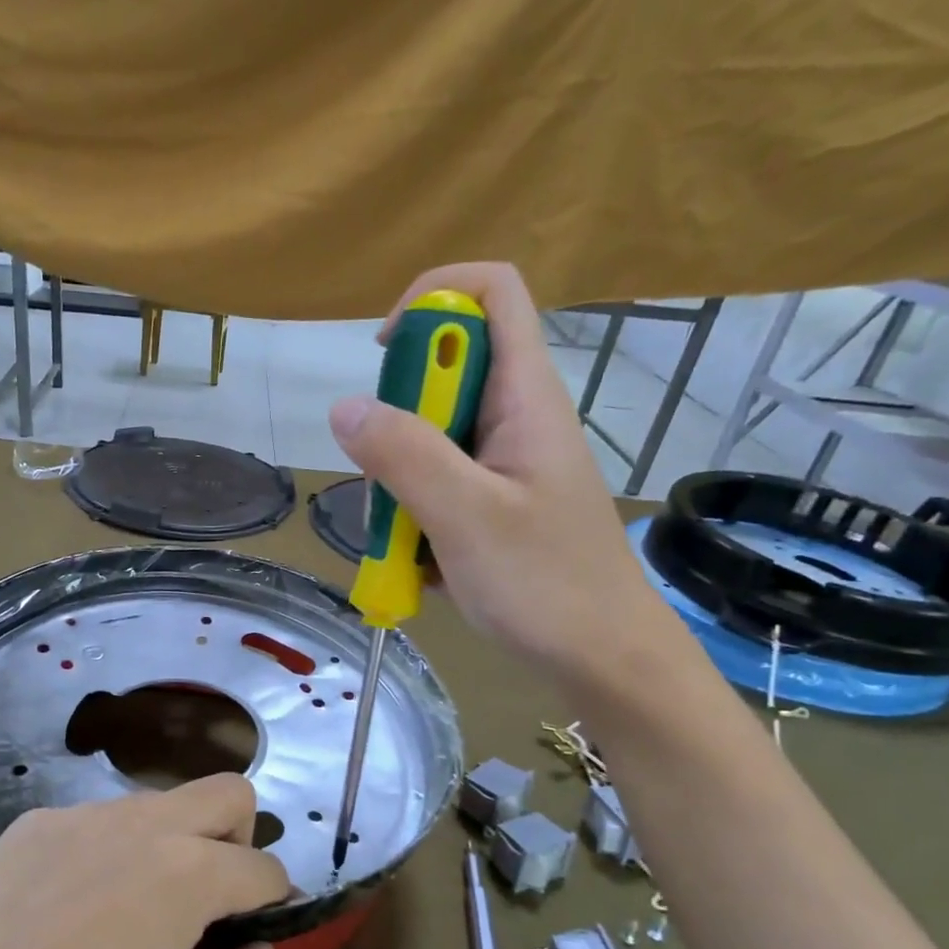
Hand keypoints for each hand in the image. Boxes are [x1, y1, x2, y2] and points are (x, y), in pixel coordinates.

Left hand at [0, 774, 289, 948]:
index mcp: (190, 873)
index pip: (265, 868)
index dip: (271, 903)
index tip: (248, 933)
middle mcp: (146, 823)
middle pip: (229, 793)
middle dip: (238, 838)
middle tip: (206, 897)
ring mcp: (87, 813)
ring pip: (160, 804)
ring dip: (170, 843)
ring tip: (127, 907)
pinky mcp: (39, 819)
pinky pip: (97, 820)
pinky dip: (108, 850)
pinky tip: (68, 905)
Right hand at [328, 262, 671, 685]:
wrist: (603, 658)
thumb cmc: (546, 584)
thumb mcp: (466, 517)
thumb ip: (404, 456)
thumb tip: (345, 407)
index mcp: (525, 396)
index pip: (490, 291)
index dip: (433, 298)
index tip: (386, 356)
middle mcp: (517, 417)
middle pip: (447, 369)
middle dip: (399, 414)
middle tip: (386, 475)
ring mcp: (506, 463)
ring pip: (433, 434)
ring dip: (399, 476)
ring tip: (401, 534)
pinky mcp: (496, 503)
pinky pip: (440, 482)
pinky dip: (414, 512)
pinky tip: (418, 560)